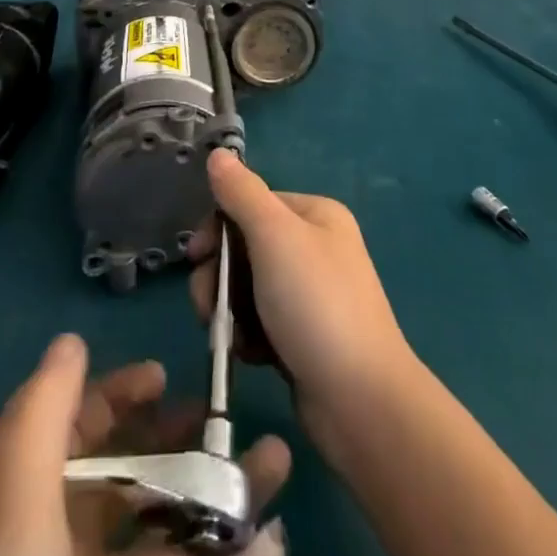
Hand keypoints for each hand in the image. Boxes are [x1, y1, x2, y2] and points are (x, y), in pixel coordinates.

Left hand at [0, 334, 290, 555]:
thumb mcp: (8, 499)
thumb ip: (44, 413)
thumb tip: (71, 339)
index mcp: (28, 512)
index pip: (77, 435)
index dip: (117, 398)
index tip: (163, 376)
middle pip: (134, 485)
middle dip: (183, 444)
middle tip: (229, 420)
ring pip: (176, 543)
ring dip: (228, 501)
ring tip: (277, 459)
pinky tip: (273, 544)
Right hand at [189, 150, 418, 454]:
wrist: (361, 402)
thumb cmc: (316, 306)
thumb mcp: (275, 237)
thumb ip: (242, 193)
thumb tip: (218, 153)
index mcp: (315, 215)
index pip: (251, 203)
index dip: (218, 227)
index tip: (196, 256)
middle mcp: (316, 248)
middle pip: (246, 247)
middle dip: (221, 275)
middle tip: (209, 306)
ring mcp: (311, 295)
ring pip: (248, 288)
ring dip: (230, 309)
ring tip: (230, 337)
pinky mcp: (304, 337)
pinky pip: (260, 323)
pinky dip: (248, 336)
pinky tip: (250, 356)